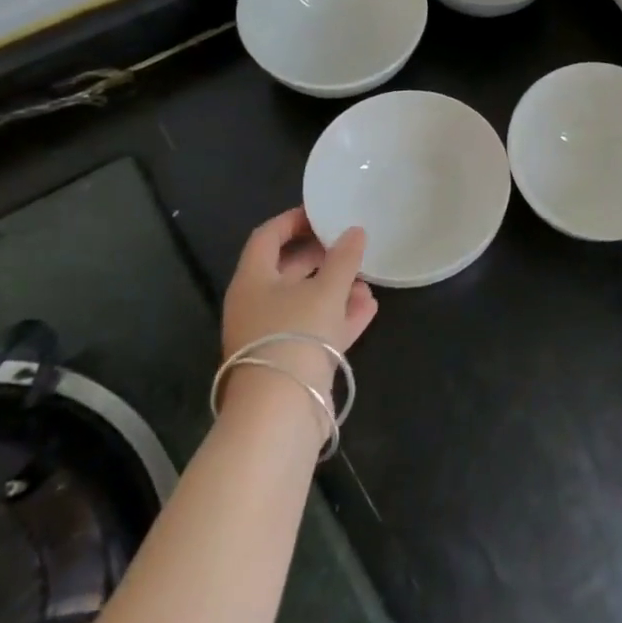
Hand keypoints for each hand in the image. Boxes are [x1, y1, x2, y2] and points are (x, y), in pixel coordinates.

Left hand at [221, 208, 376, 405]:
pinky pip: (316, 328)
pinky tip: (368, 307)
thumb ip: (344, 258)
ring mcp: (272, 335)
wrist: (282, 410)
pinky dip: (339, 316)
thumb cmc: (296, 334)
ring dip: (336, 288)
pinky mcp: (290, 360)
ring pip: (305, 301)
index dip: (294, 220)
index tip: (323, 213)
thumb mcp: (326, 289)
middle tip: (351, 245)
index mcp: (253, 280)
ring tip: (367, 278)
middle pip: (288, 269)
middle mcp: (257, 304)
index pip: (267, 236)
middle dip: (322, 256)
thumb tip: (355, 231)